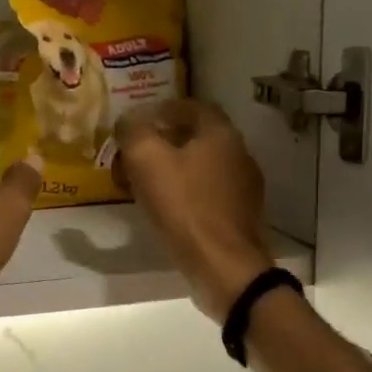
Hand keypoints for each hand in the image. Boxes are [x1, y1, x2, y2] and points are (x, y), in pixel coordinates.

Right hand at [117, 100, 274, 319]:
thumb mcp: (147, 160)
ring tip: (141, 183)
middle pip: (196, 136)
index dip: (161, 109)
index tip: (136, 122)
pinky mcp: (238, 215)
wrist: (223, 265)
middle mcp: (238, 153)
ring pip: (200, 166)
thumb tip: (128, 120)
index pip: (191, 106)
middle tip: (133, 154)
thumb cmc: (184, 206)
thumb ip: (134, 131)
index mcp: (220, 134)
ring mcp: (242, 187)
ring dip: (171, 168)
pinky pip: (205, 193)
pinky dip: (183, 192)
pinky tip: (164, 208)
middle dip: (162, 141)